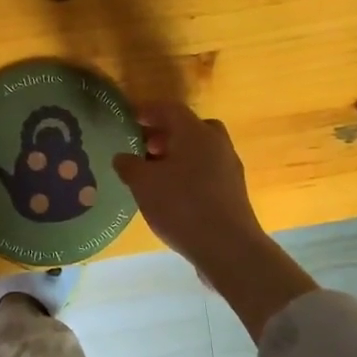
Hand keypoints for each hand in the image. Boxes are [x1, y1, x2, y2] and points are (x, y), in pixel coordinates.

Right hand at [111, 102, 264, 265]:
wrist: (228, 247)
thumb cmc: (181, 206)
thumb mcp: (143, 184)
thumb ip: (129, 165)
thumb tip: (122, 157)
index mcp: (195, 132)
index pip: (169, 109)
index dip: (147, 111)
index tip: (129, 118)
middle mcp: (216, 143)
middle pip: (189, 127)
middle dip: (164, 134)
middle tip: (144, 147)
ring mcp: (229, 167)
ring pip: (200, 150)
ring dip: (177, 155)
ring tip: (154, 174)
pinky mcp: (234, 191)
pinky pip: (207, 170)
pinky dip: (188, 173)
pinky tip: (173, 194)